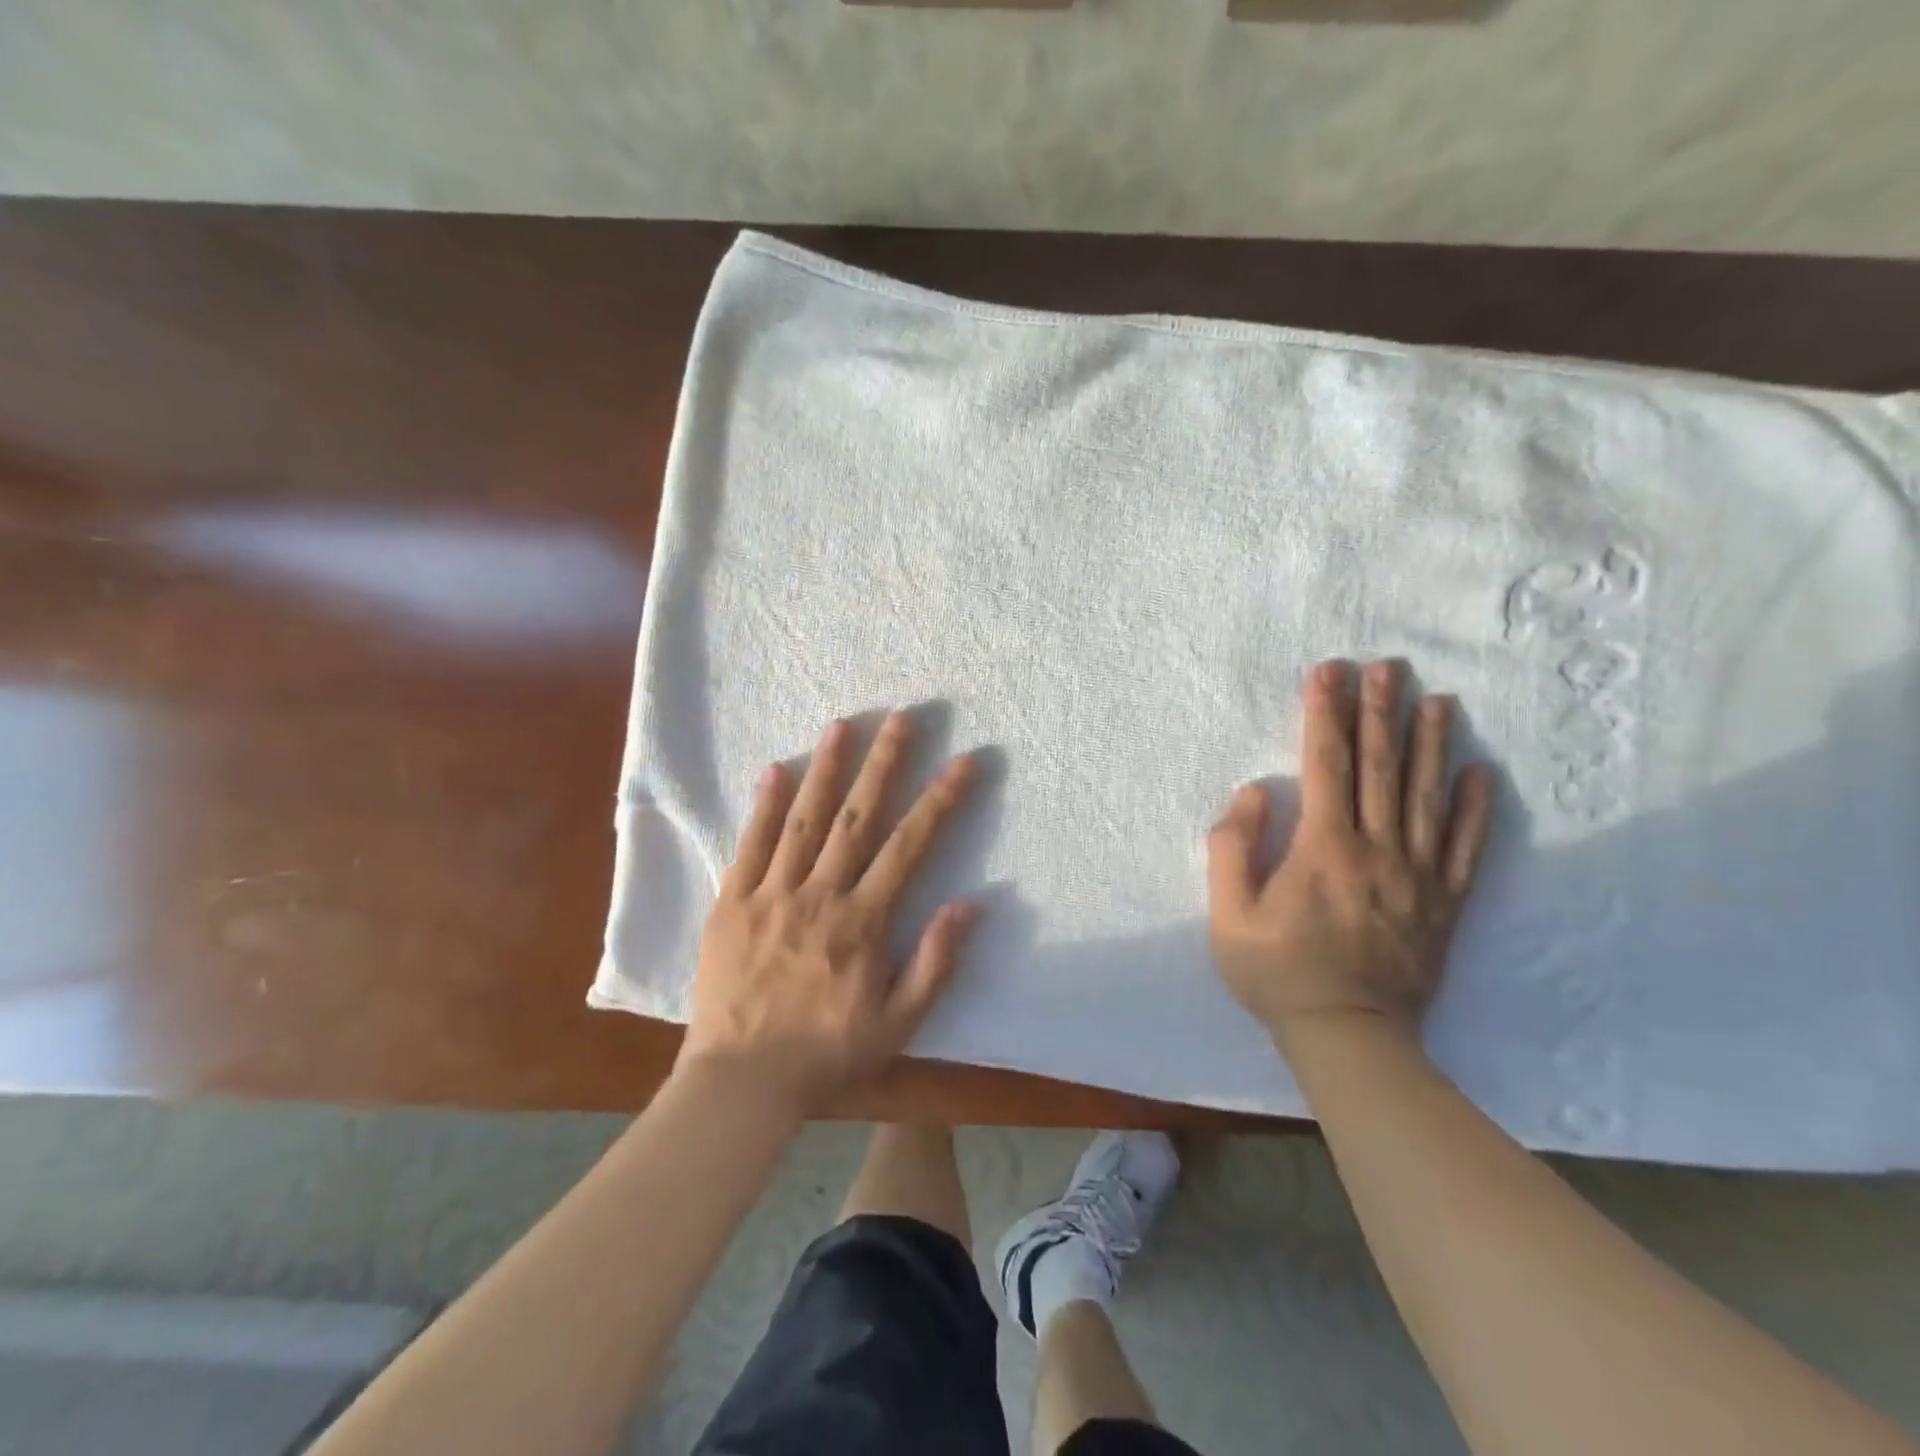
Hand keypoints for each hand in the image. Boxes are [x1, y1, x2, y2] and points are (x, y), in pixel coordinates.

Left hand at [681, 713, 978, 1115]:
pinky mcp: (732, 902)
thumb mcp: (898, 1022)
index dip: (939, 800)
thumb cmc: (826, 1053)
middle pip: (857, 817)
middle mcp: (820, 894)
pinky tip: (775, 769)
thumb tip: (969, 904)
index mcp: (863, 921)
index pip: (910, 846)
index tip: (962, 761)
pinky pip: (750, 845)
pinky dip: (764, 805)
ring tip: (843, 724)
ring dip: (826, 768)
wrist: (741, 1082)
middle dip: (884, 763)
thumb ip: (935, 962)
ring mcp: (772, 893)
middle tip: (901, 717)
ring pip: (804, 819)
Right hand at [1207, 659, 1493, 1047]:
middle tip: (1387, 667)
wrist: (1348, 1037)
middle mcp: (1376, 850)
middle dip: (1380, 712)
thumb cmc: (1277, 973)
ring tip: (1437, 701)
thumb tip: (1254, 792)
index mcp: (1323, 849)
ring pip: (1426, 797)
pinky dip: (1474, 808)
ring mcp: (1417, 876)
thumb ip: (1233, 849)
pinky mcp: (1444, 903)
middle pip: (1380, 768)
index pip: (1325, 765)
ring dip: (1431, 745)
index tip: (1328, 673)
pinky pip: (1465, 848)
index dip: (1325, 714)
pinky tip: (1479, 774)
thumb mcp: (1229, 916)